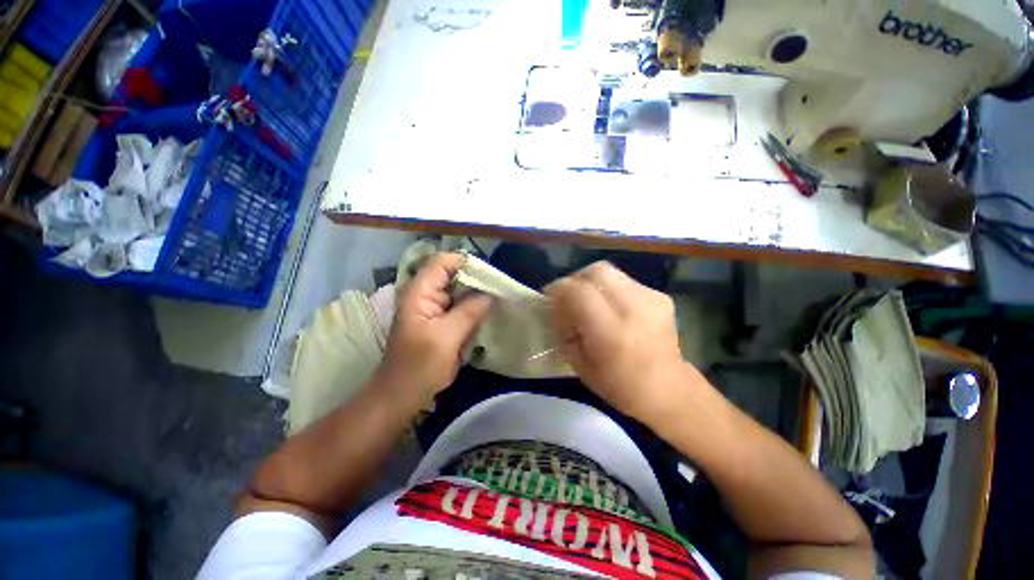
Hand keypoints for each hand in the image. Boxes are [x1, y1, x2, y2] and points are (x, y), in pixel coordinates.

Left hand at [377, 253, 492, 404]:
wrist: (402, 396)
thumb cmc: (418, 367)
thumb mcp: (445, 338)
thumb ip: (468, 312)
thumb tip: (491, 294)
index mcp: (420, 293)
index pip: (443, 263)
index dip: (467, 263)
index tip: (491, 275)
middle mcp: (428, 295)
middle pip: (455, 275)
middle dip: (477, 279)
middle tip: (501, 288)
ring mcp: (436, 309)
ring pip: (461, 292)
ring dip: (479, 294)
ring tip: (501, 298)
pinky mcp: (444, 322)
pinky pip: (463, 308)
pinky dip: (476, 308)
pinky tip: (491, 312)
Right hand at [545, 261, 696, 421]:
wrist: (669, 389)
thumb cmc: (619, 385)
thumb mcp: (580, 365)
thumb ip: (564, 331)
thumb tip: (555, 308)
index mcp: (611, 333)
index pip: (579, 292)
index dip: (559, 288)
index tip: (549, 295)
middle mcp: (634, 309)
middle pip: (596, 271)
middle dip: (575, 279)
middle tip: (568, 294)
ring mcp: (651, 299)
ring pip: (610, 271)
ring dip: (592, 282)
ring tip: (588, 299)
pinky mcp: (659, 296)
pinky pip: (624, 281)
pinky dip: (609, 289)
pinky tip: (610, 306)